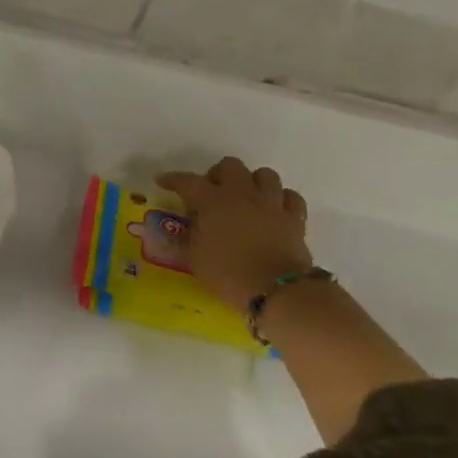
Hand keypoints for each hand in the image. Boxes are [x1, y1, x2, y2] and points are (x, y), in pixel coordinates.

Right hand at [156, 158, 312, 309]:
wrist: (276, 291)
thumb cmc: (228, 275)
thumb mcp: (196, 258)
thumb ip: (191, 235)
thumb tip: (191, 223)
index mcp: (213, 201)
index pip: (188, 181)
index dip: (173, 179)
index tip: (163, 181)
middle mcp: (242, 194)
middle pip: (230, 165)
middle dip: (218, 175)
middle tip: (212, 193)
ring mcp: (271, 203)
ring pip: (264, 174)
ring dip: (252, 183)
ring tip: (246, 199)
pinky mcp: (294, 218)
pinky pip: (290, 196)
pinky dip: (281, 199)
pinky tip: (274, 211)